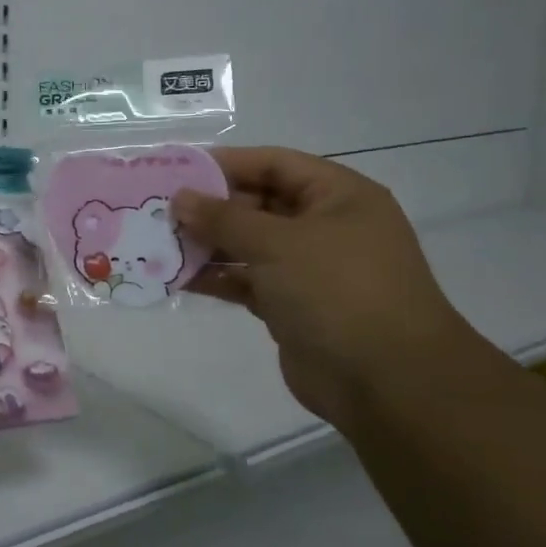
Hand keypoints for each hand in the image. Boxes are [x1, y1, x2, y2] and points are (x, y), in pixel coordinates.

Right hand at [173, 147, 471, 425]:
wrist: (387, 382)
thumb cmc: (337, 291)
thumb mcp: (277, 243)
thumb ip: (224, 218)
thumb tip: (180, 198)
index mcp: (338, 196)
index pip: (274, 164)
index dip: (226, 164)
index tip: (177, 169)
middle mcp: (325, 226)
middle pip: (258, 204)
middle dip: (210, 207)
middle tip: (159, 209)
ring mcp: (309, 269)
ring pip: (249, 244)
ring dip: (208, 244)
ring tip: (160, 243)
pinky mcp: (293, 306)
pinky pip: (247, 280)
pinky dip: (217, 278)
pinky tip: (178, 278)